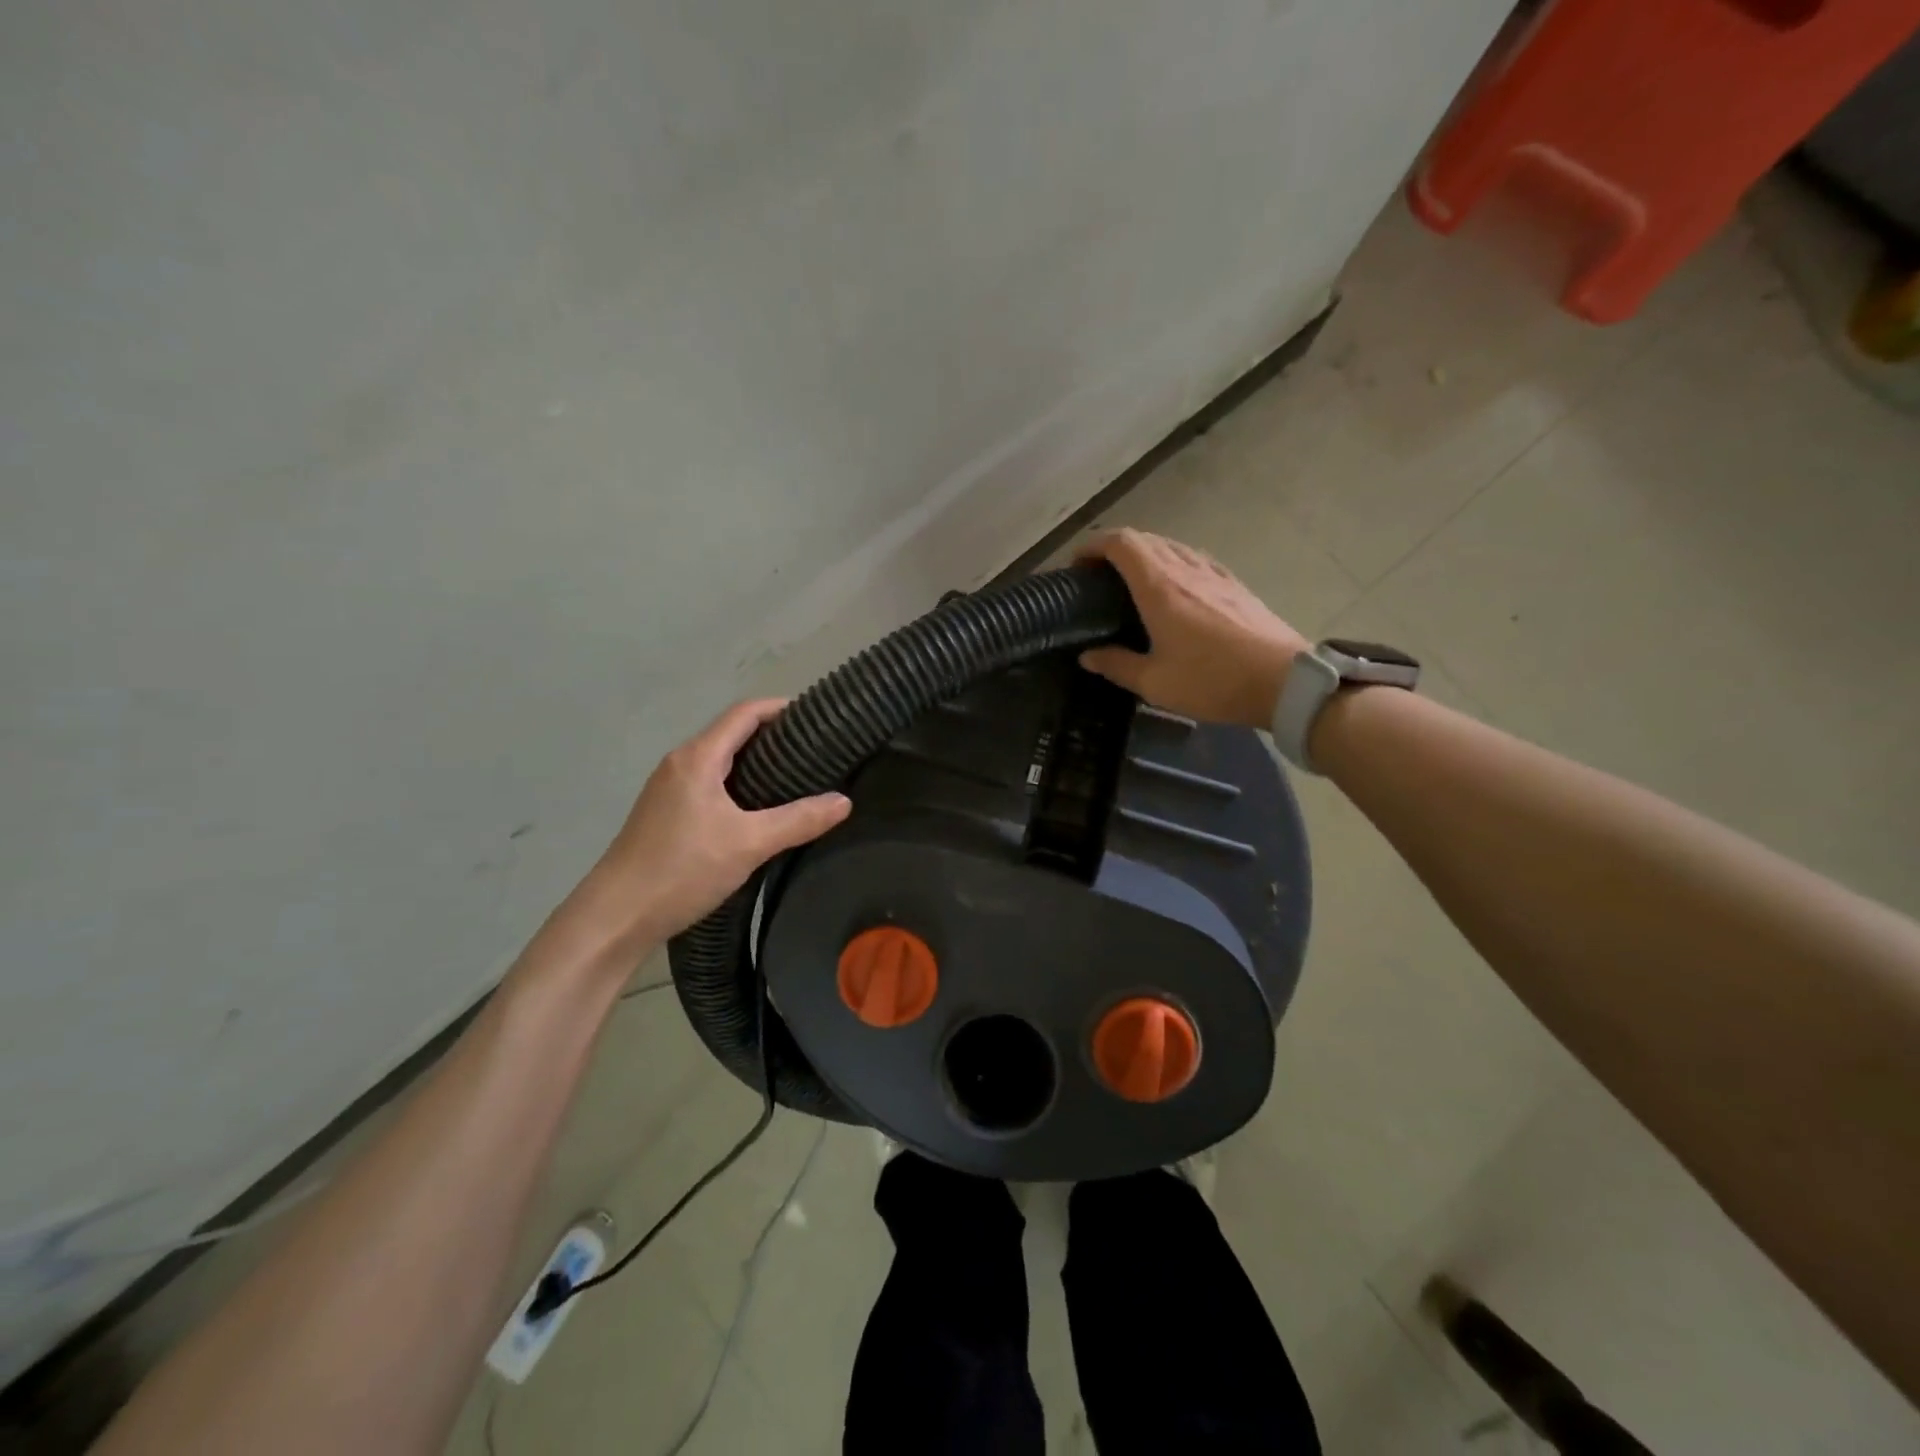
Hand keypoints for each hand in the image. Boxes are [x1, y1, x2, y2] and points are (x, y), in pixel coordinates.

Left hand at [576, 699, 851, 949]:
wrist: (615, 916)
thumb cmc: (681, 870)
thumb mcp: (749, 844)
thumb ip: (799, 820)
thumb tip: (845, 801)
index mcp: (697, 757)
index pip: (744, 713)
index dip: (782, 708)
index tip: (818, 717)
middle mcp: (680, 762)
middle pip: (732, 732)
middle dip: (774, 734)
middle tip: (817, 750)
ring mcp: (669, 787)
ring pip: (721, 759)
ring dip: (757, 760)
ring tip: (798, 777)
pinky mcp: (666, 812)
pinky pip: (710, 781)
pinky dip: (740, 782)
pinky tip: (760, 808)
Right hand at [1077, 529, 1307, 727]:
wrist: (1283, 681)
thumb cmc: (1212, 681)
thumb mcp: (1154, 682)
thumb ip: (1116, 665)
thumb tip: (1088, 655)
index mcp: (1159, 587)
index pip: (1121, 543)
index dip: (1093, 545)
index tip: (1075, 564)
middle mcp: (1185, 569)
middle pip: (1144, 539)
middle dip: (1114, 548)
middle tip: (1097, 575)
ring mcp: (1213, 573)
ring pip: (1171, 545)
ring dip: (1144, 553)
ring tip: (1130, 579)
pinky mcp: (1234, 584)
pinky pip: (1193, 558)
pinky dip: (1172, 562)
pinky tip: (1173, 587)